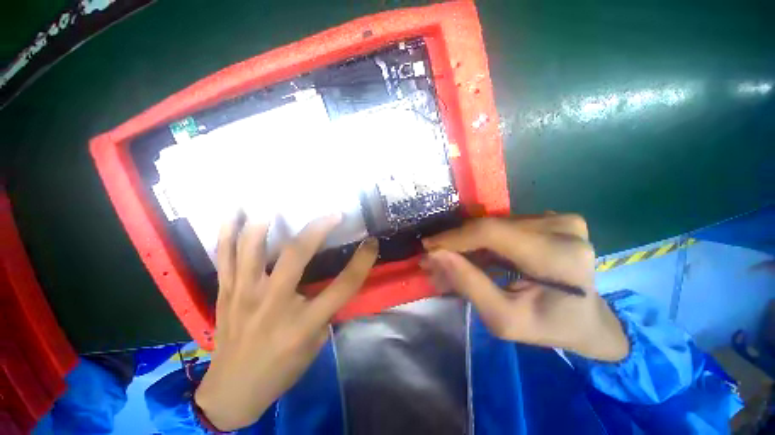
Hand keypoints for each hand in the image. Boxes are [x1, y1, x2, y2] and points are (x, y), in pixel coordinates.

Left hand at [194, 214, 377, 430]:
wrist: (231, 391)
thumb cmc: (280, 370)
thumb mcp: (315, 345)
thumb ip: (326, 310)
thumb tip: (333, 280)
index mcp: (303, 323)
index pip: (343, 286)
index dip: (362, 261)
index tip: (372, 242)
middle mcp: (273, 303)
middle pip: (297, 255)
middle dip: (318, 228)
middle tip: (333, 213)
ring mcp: (244, 294)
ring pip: (253, 248)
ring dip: (266, 221)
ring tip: (277, 201)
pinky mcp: (225, 292)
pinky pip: (224, 256)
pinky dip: (228, 231)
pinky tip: (234, 212)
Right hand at [421, 214, 628, 361]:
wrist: (587, 320)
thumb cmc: (548, 326)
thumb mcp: (504, 319)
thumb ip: (469, 285)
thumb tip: (435, 256)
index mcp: (559, 257)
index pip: (492, 233)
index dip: (454, 237)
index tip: (428, 247)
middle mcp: (563, 229)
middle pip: (490, 226)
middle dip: (456, 242)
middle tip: (434, 257)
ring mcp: (560, 220)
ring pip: (494, 224)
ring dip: (468, 242)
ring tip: (450, 258)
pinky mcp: (553, 218)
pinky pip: (504, 224)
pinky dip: (484, 239)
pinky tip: (475, 254)